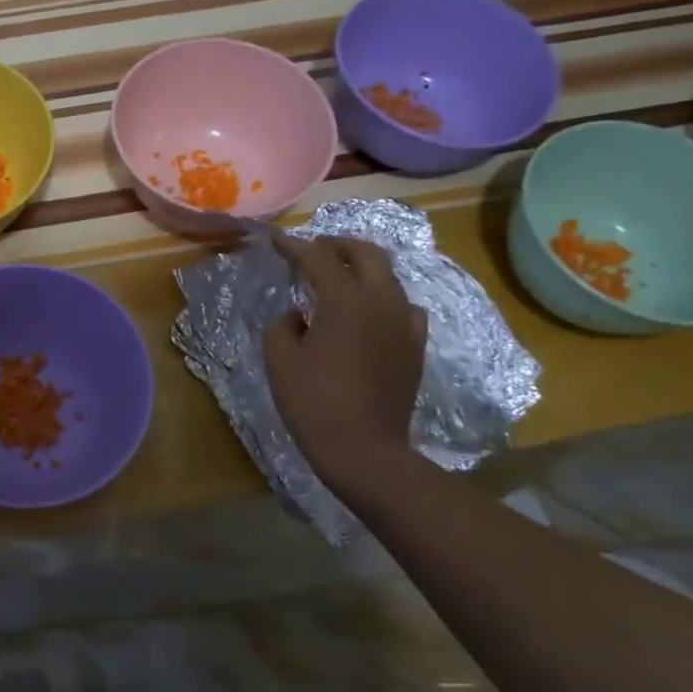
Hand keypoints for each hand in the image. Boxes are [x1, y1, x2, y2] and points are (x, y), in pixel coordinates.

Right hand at [263, 235, 426, 491]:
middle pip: (367, 254)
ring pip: (389, 278)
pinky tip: (370, 314)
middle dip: (338, 245)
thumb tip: (298, 315)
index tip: (277, 241)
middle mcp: (382, 302)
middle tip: (315, 250)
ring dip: (363, 270)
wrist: (364, 450)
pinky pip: (404, 308)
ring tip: (340, 279)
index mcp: (345, 301)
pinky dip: (384, 299)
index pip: (319, 258)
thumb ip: (283, 325)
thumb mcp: (280, 360)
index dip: (295, 246)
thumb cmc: (313, 402)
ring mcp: (405, 324)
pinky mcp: (415, 346)